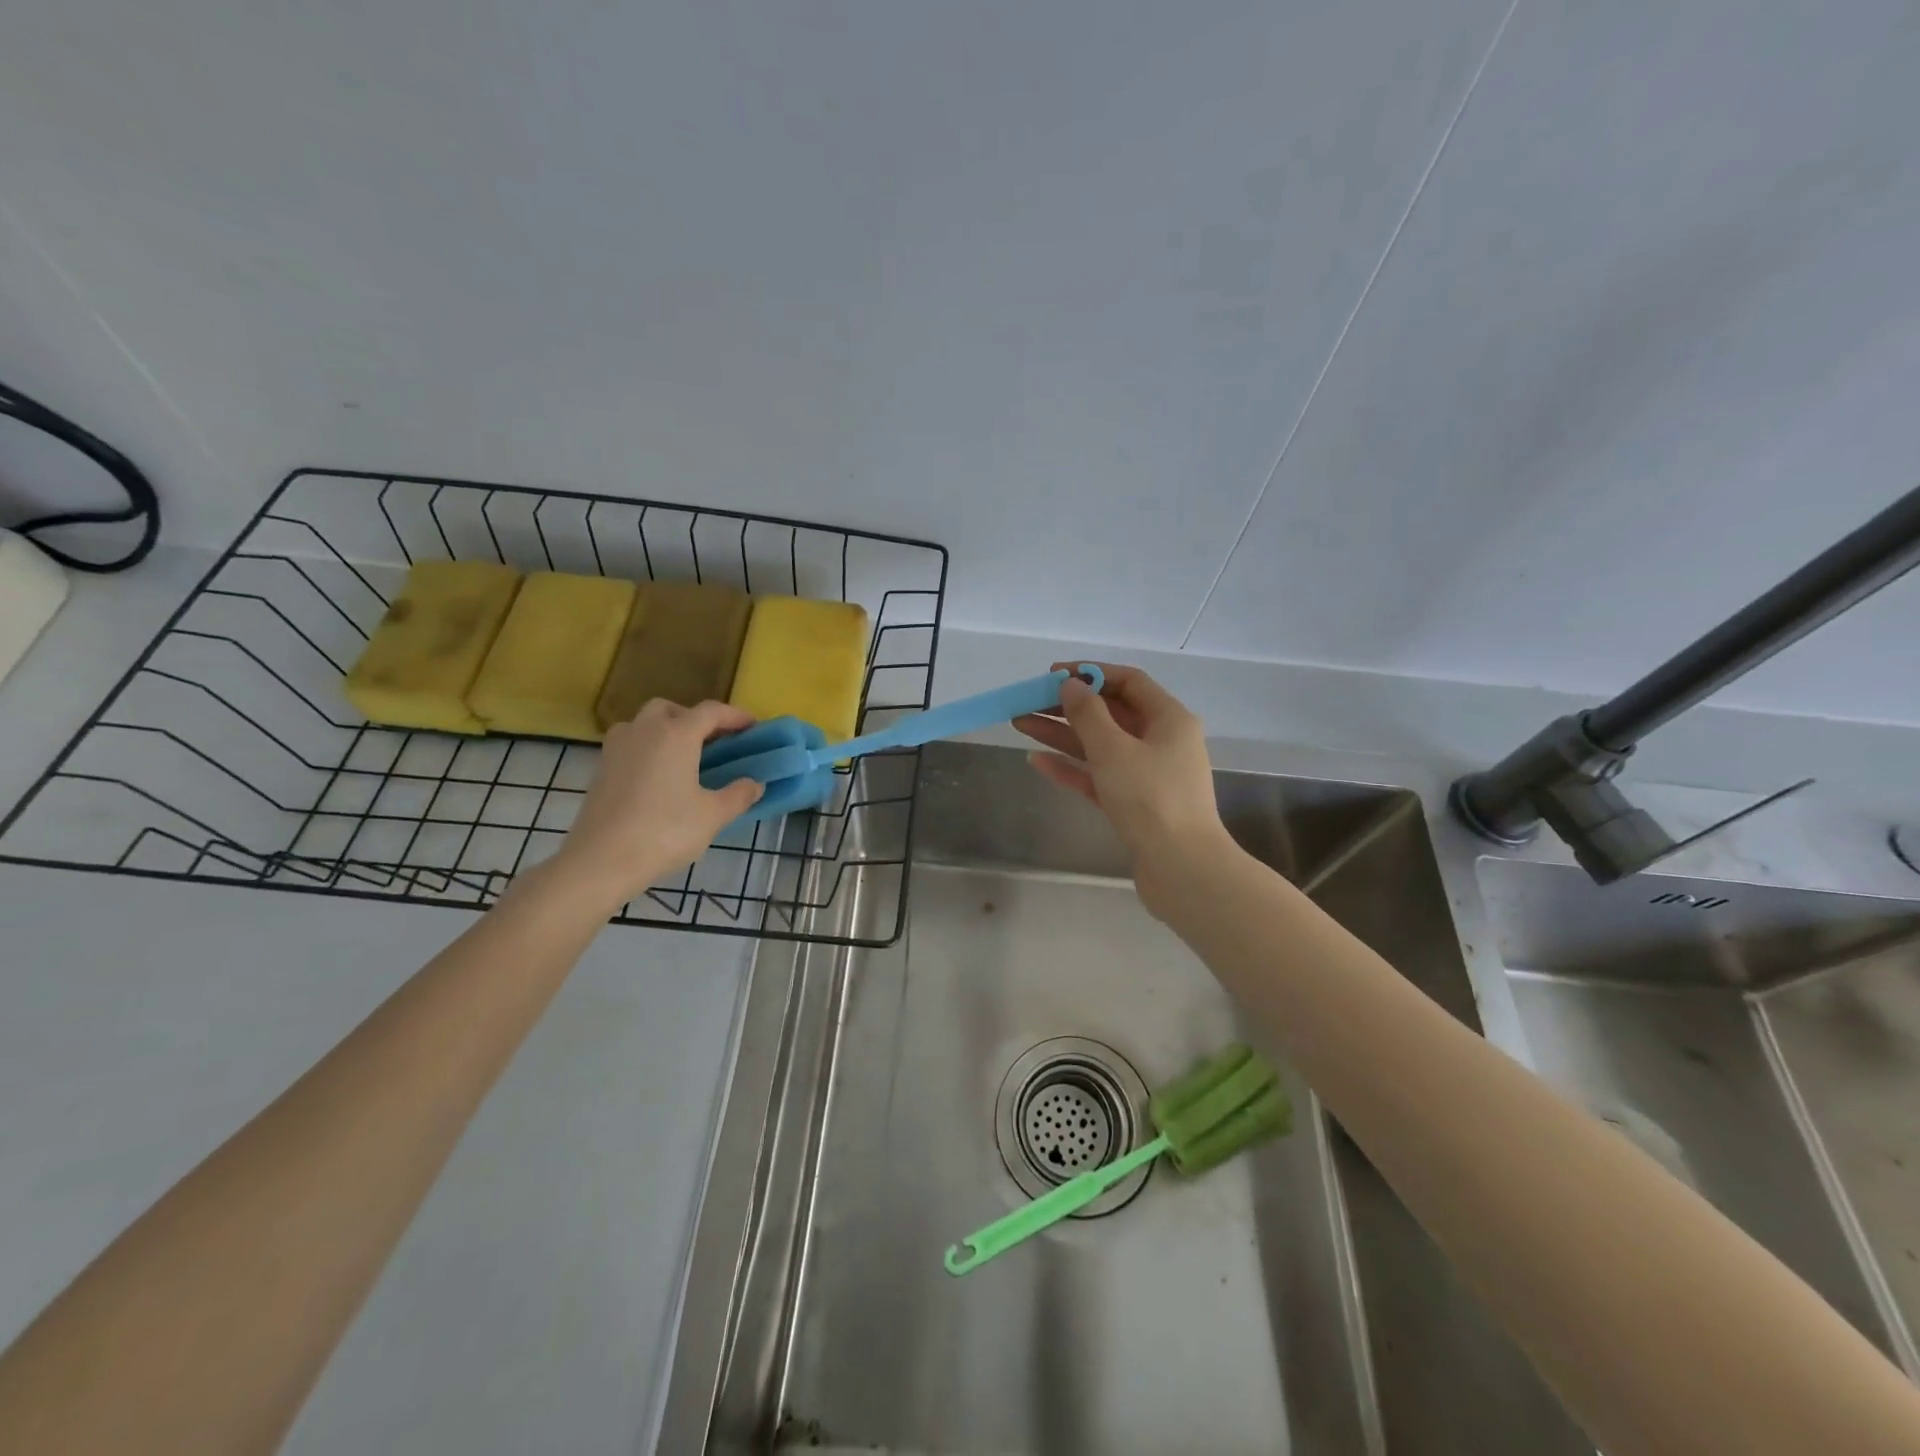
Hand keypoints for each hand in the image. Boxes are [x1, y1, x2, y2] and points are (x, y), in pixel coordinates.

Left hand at [551, 700, 763, 910]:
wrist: (601, 860)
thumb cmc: (664, 831)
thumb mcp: (713, 815)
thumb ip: (738, 795)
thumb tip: (755, 784)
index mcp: (676, 735)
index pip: (711, 711)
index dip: (735, 716)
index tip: (753, 726)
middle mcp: (644, 731)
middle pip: (672, 710)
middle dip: (695, 719)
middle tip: (714, 742)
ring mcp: (617, 748)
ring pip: (644, 724)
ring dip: (667, 730)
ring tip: (684, 758)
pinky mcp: (601, 769)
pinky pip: (630, 745)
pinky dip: (648, 749)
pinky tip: (659, 778)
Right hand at [1014, 663, 1233, 916]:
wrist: (1181, 869)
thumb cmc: (1151, 799)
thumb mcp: (1114, 749)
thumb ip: (1088, 714)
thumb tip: (1071, 685)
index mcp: (1169, 719)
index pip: (1128, 681)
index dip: (1090, 673)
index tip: (1052, 675)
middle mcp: (1161, 742)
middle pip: (1110, 713)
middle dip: (1068, 706)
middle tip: (1027, 701)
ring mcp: (1148, 775)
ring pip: (1099, 745)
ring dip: (1062, 734)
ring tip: (1020, 724)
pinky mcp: (1134, 804)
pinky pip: (1098, 776)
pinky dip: (1071, 768)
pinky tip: (1037, 761)